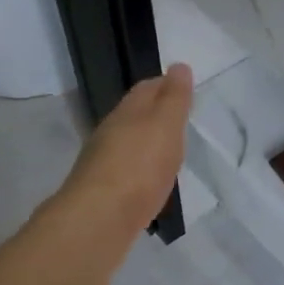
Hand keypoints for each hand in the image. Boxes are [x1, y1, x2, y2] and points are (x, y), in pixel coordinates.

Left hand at [57, 63, 193, 237]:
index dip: (165, 84)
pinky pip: (127, 170)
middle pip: (134, 115)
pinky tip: (149, 179)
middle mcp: (110, 132)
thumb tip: (179, 66)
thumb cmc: (140, 166)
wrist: (100, 218)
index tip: (182, 86)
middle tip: (177, 117)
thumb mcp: (166, 125)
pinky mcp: (104, 191)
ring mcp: (103, 162)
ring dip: (146, 142)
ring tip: (167, 149)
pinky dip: (140, 168)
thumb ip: (174, 99)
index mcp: (127, 112)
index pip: (146, 89)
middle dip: (154, 113)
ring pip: (128, 143)